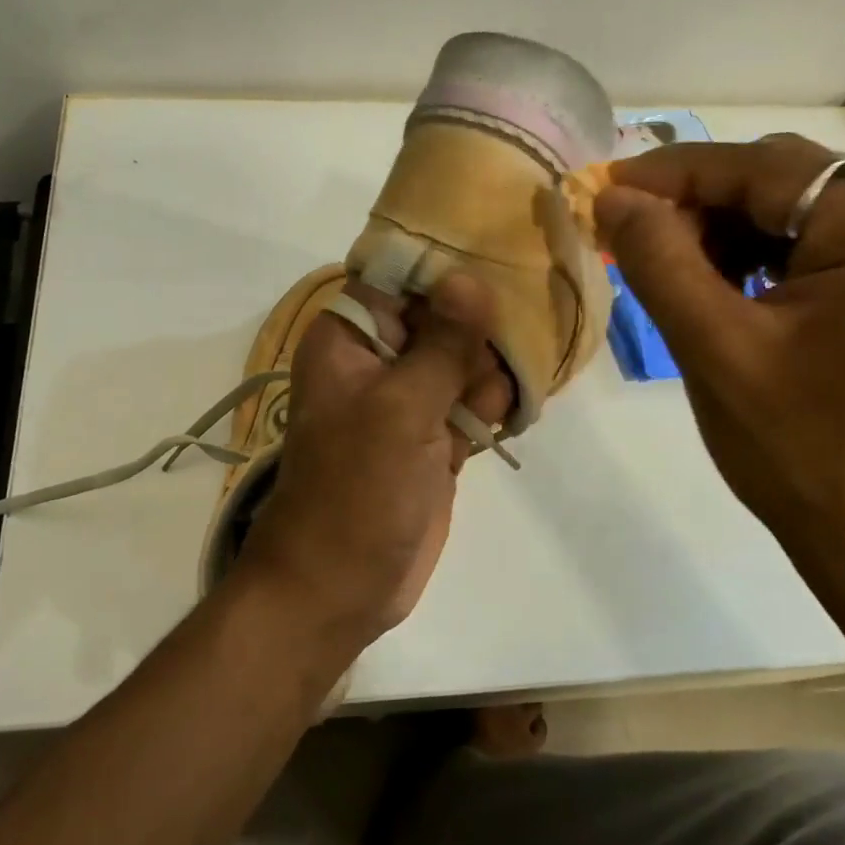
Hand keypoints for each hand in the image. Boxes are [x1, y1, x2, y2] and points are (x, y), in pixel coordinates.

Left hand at [232, 274, 512, 651]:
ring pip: (463, 358)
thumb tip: (469, 278)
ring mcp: (408, 399)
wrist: (340, 586)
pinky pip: (471, 400)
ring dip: (488, 371)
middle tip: (501, 350)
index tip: (501, 258)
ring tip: (491, 402)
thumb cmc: (356, 490)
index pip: (398, 276)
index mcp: (349, 338)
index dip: (446, 266)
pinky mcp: (433, 437)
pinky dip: (490, 405)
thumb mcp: (400, 409)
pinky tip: (505, 417)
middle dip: (477, 327)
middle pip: (440, 314)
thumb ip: (441, 344)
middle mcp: (377, 359)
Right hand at [594, 135, 844, 624]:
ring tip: (661, 266)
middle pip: (783, 183)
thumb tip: (613, 198)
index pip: (764, 168)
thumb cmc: (799, 449)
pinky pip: (809, 256)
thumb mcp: (714, 348)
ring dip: (721, 231)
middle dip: (697, 201)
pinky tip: (710, 290)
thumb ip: (660, 261)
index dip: (675, 172)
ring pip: (792, 218)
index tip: (605, 188)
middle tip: (628, 233)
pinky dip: (751, 262)